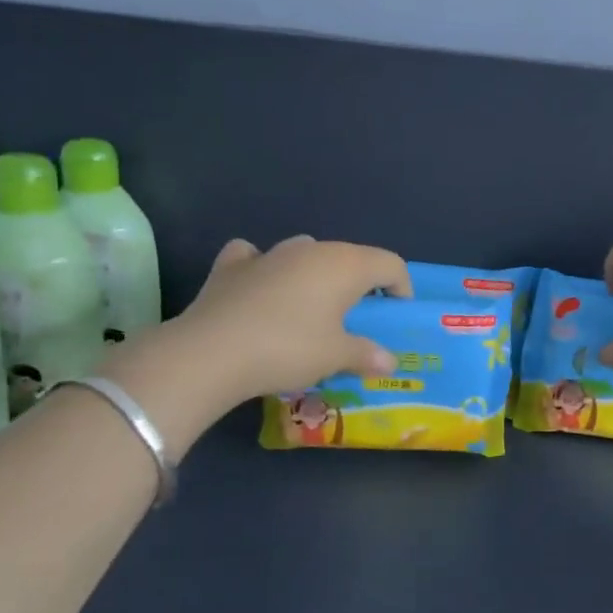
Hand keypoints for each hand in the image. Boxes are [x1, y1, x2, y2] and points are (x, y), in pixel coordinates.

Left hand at [176, 235, 411, 401]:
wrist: (211, 353)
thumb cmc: (289, 349)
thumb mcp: (336, 357)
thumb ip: (367, 355)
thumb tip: (389, 362)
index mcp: (344, 265)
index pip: (389, 263)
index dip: (401, 288)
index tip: (395, 316)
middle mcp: (310, 249)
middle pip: (349, 257)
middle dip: (360, 284)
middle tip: (358, 319)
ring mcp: (268, 254)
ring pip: (305, 252)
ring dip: (315, 274)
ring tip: (312, 307)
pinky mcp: (231, 266)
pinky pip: (256, 257)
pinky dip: (264, 269)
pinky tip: (260, 288)